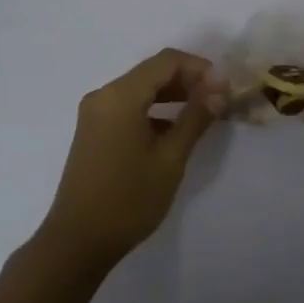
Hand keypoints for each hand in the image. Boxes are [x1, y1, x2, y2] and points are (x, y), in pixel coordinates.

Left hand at [37, 48, 218, 270]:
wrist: (78, 241)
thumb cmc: (128, 199)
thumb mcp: (170, 159)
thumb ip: (196, 118)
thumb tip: (219, 89)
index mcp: (120, 96)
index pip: (166, 61)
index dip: (200, 68)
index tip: (226, 88)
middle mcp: (104, 95)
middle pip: (152, 72)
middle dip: (188, 80)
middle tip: (220, 100)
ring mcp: (95, 113)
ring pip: (141, 89)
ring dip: (173, 95)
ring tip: (205, 113)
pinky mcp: (94, 131)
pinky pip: (129, 107)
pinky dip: (155, 110)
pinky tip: (176, 130)